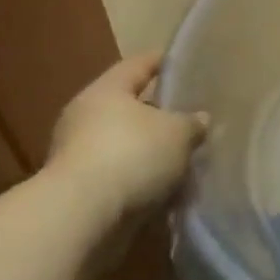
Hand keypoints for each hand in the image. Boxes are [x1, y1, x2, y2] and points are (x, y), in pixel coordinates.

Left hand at [45, 54, 207, 217]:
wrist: (82, 218)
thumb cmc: (132, 155)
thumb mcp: (177, 133)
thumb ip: (192, 123)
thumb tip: (199, 119)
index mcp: (107, 91)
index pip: (138, 65)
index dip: (161, 62)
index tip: (181, 62)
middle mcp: (86, 117)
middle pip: (130, 108)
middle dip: (160, 115)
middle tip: (190, 119)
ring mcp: (79, 155)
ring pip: (126, 146)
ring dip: (152, 153)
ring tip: (185, 160)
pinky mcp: (80, 191)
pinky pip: (121, 177)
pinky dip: (142, 181)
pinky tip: (169, 191)